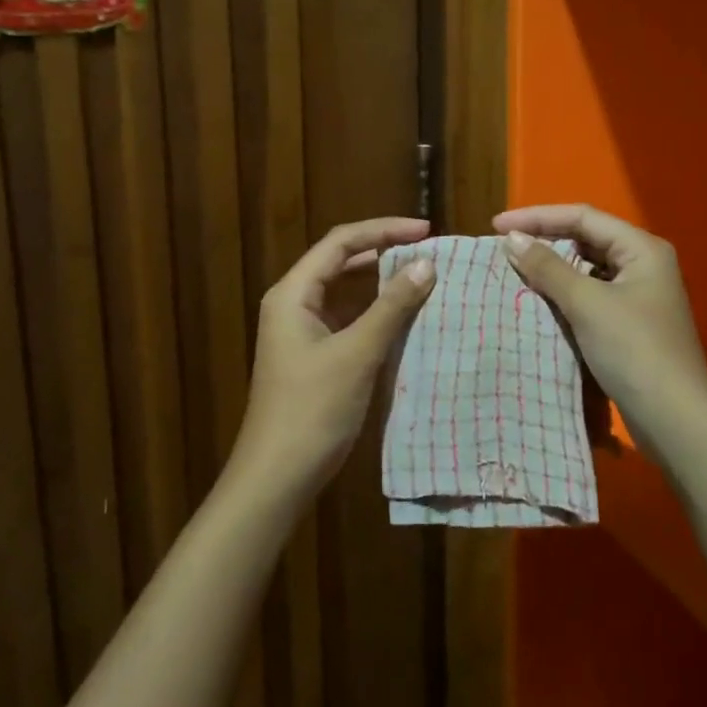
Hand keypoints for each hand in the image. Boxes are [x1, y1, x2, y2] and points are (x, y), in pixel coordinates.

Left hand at [231, 217, 437, 503]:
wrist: (277, 477)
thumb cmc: (312, 410)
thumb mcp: (357, 354)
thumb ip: (392, 306)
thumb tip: (427, 264)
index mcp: (293, 293)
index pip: (341, 242)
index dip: (383, 230)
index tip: (426, 231)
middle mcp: (294, 303)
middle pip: (341, 262)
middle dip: (384, 252)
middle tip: (428, 252)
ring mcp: (303, 331)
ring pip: (346, 292)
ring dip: (382, 283)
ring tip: (423, 278)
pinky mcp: (315, 355)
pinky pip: (349, 320)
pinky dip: (377, 313)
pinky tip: (406, 318)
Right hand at [494, 203, 706, 451]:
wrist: (675, 419)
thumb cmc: (633, 350)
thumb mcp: (587, 304)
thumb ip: (548, 268)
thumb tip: (513, 239)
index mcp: (641, 249)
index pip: (582, 217)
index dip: (537, 217)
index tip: (496, 226)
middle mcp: (643, 265)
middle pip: (586, 239)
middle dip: (545, 241)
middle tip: (503, 249)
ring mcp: (638, 296)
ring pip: (587, 270)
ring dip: (552, 270)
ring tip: (514, 272)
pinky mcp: (630, 324)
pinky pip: (590, 296)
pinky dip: (564, 295)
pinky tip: (538, 303)